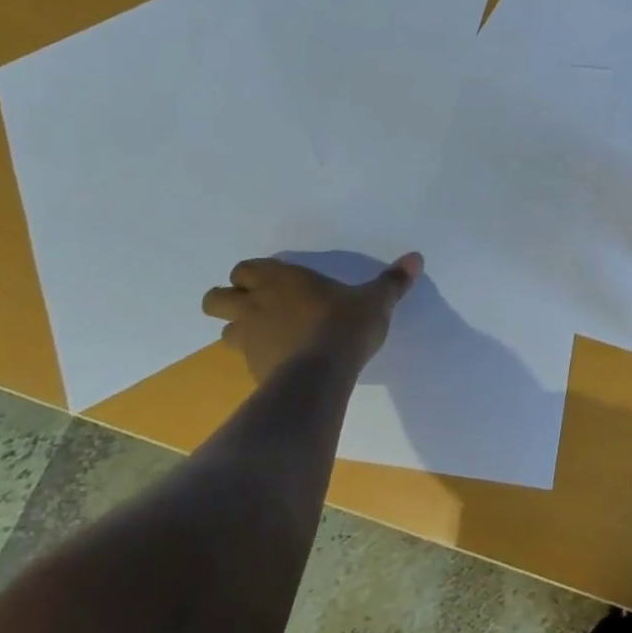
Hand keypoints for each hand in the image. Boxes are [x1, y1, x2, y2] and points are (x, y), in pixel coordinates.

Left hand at [202, 252, 421, 381]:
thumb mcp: (375, 299)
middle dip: (229, 300)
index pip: (244, 269)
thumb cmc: (344, 324)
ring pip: (223, 331)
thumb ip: (392, 280)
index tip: (274, 280)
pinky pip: (243, 359)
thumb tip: (416, 258)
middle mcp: (255, 305)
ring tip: (266, 334)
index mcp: (280, 279)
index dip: (254, 274)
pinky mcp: (251, 369)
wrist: (321, 374)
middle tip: (256, 305)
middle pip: (215, 299)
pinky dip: (254, 357)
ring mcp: (248, 340)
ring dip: (238, 330)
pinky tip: (279, 361)